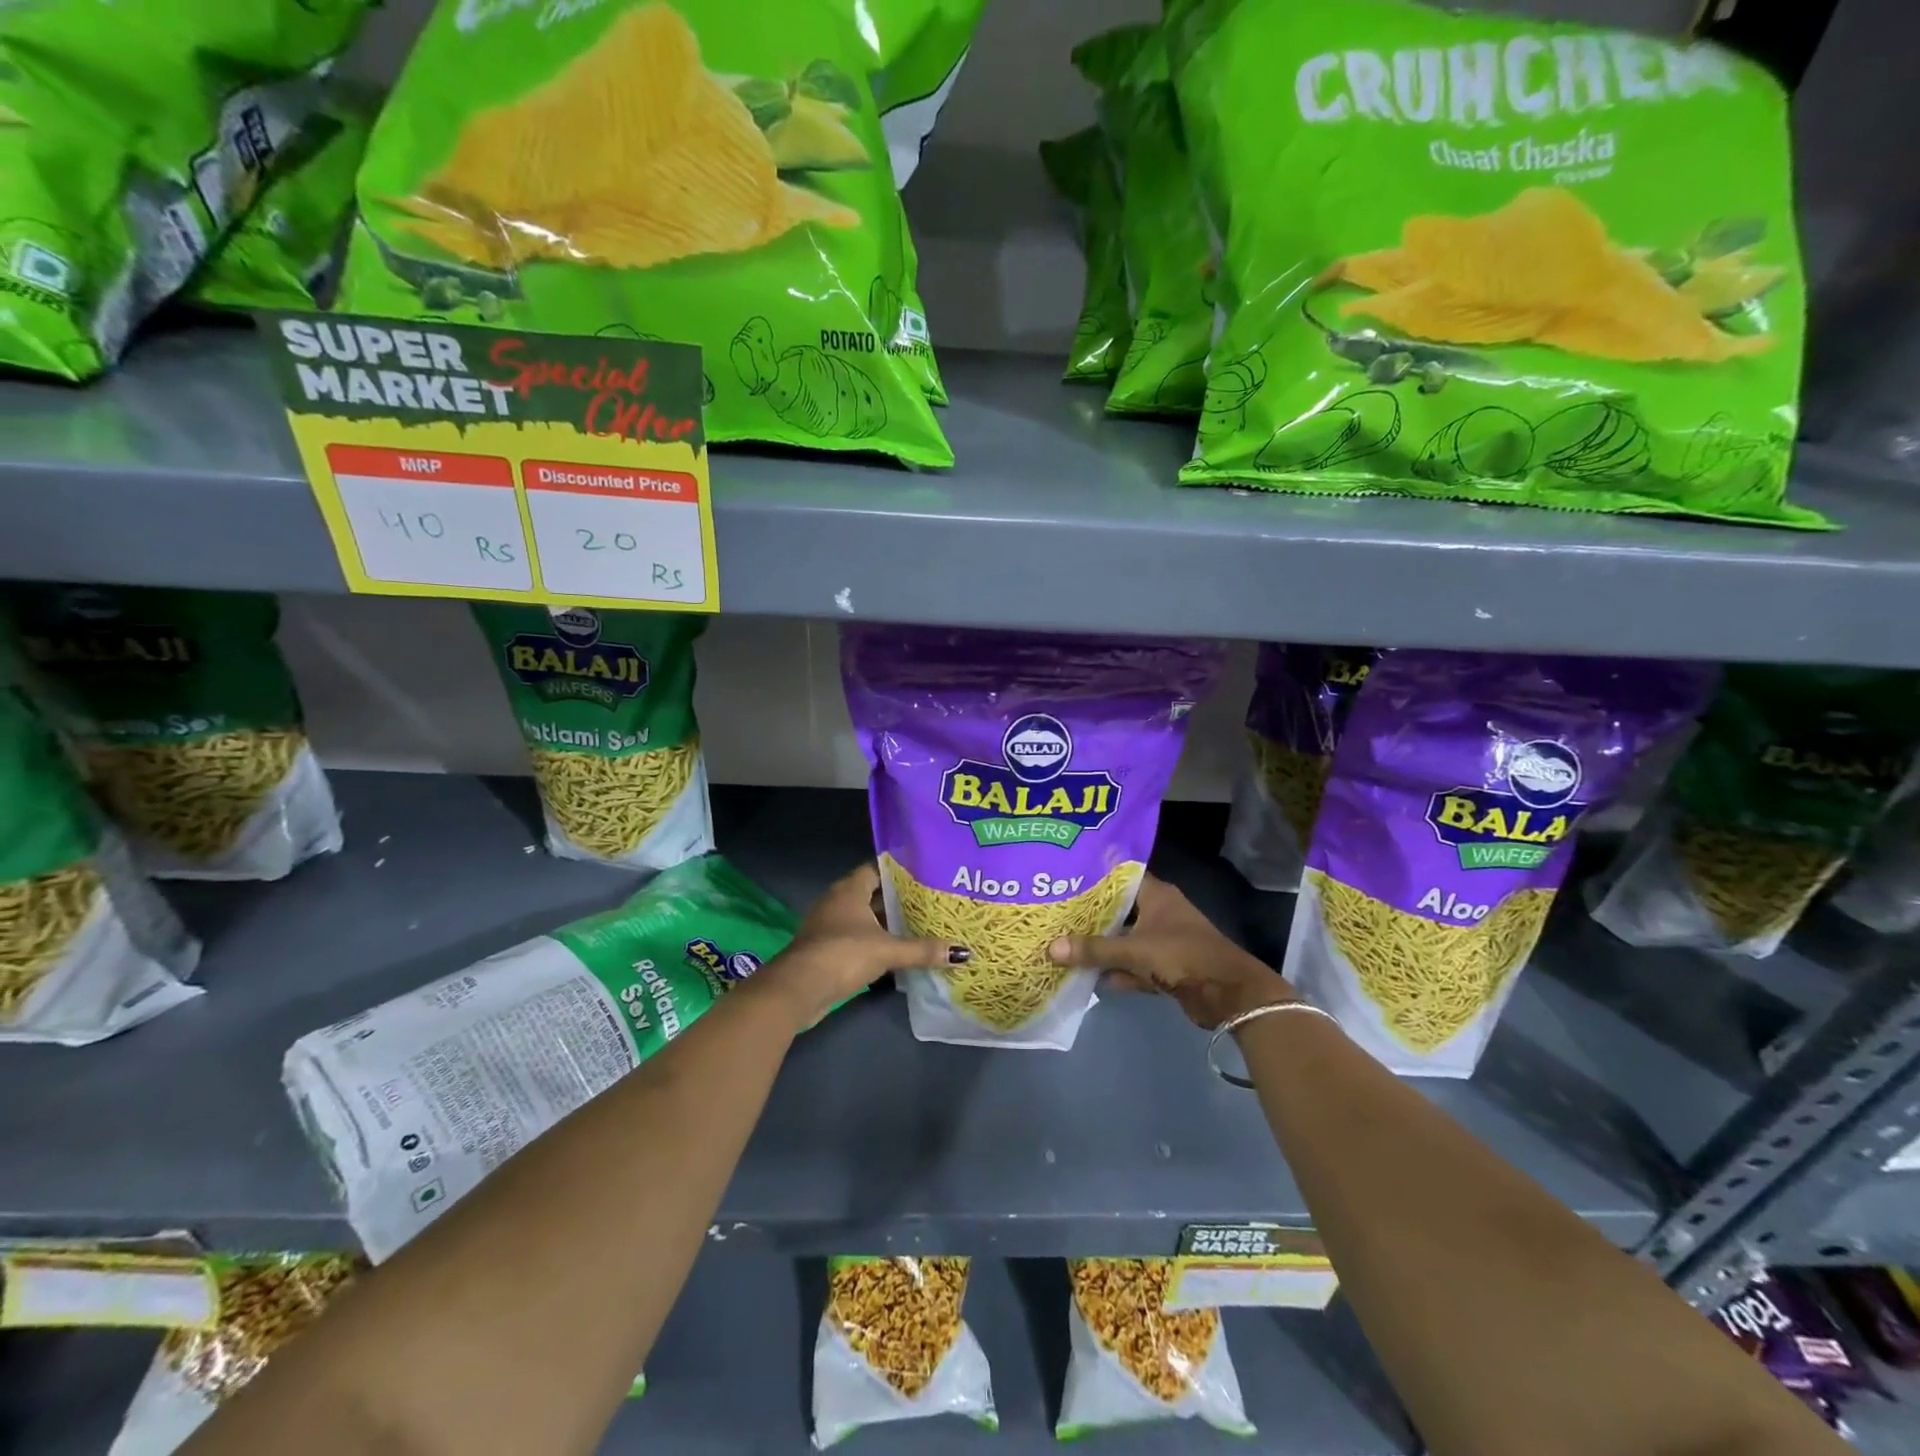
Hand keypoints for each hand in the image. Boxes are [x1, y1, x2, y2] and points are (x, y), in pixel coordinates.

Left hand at [752, 862, 967, 1031]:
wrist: (798, 989)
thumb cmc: (843, 954)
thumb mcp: (887, 950)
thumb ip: (922, 950)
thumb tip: (962, 952)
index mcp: (849, 889)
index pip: (877, 869)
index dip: (900, 871)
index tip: (926, 875)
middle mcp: (837, 901)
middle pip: (872, 894)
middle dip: (898, 899)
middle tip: (930, 902)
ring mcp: (828, 926)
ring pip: (864, 918)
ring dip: (886, 923)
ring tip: (919, 925)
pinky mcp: (826, 949)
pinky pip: (856, 938)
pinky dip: (874, 942)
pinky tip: (896, 952)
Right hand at [1047, 873, 1293, 1029]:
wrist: (1229, 995)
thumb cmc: (1183, 956)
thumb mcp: (1135, 950)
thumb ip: (1094, 950)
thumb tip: (1051, 948)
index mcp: (1156, 895)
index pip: (1120, 876)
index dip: (1094, 875)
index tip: (1064, 876)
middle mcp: (1159, 913)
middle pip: (1118, 909)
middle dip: (1090, 915)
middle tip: (1055, 912)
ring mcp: (1162, 941)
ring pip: (1124, 939)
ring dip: (1101, 946)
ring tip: (1063, 943)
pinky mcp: (1165, 967)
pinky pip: (1133, 965)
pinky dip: (1116, 971)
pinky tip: (1088, 977)